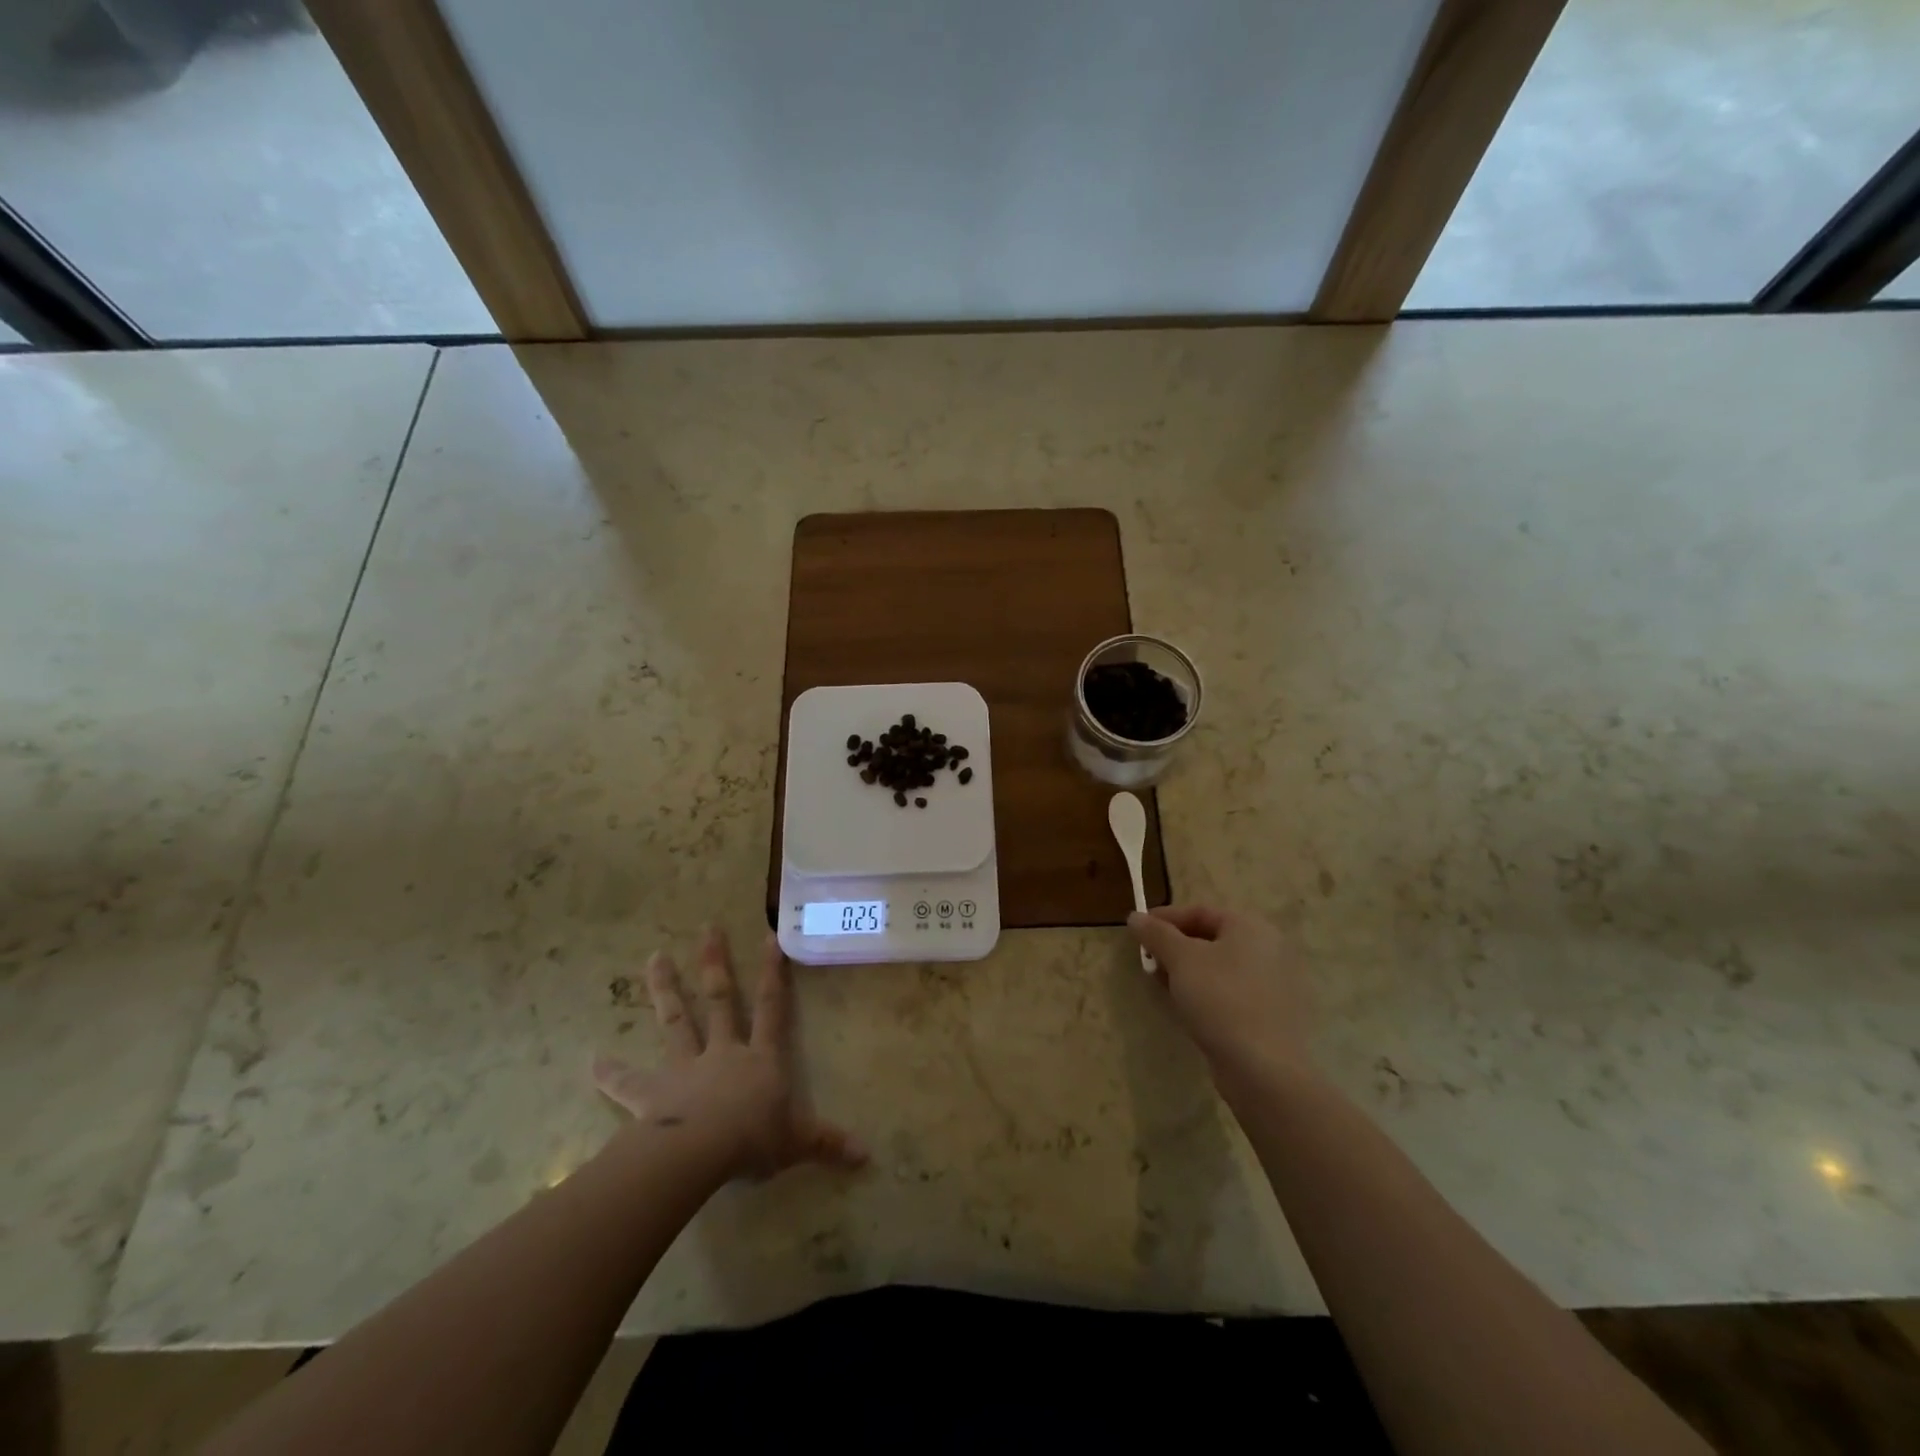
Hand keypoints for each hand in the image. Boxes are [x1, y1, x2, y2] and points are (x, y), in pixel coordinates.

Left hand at [592, 928, 866, 1180]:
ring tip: (654, 957)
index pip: (771, 1007)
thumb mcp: (798, 1143)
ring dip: (665, 989)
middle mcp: (723, 1052)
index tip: (768, 936)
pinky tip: (590, 1061)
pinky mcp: (652, 1094)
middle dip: (715, 963)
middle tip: (707, 927)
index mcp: (760, 1058)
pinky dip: (609, 1073)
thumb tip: (868, 1156)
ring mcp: (685, 1068)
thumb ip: (828, 1144)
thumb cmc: (754, 1140)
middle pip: (720, 1000)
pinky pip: (628, 1082)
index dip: (772, 973)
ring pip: (676, 1021)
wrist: (701, 1153)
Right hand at [1127, 905, 1311, 1078]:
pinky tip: (1187, 1008)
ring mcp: (1273, 985)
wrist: (1264, 1069)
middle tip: (1148, 959)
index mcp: (1251, 927)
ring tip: (1161, 985)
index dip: (1165, 918)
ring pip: (1220, 968)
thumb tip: (1135, 916)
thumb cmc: (1221, 999)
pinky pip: (1231, 993)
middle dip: (1175, 947)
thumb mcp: (1181, 959)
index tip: (1138, 930)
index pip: (1201, 911)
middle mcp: (1268, 949)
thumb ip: (1156, 934)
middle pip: (1211, 938)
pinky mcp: (1271, 1016)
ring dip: (1187, 972)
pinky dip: (1206, 993)